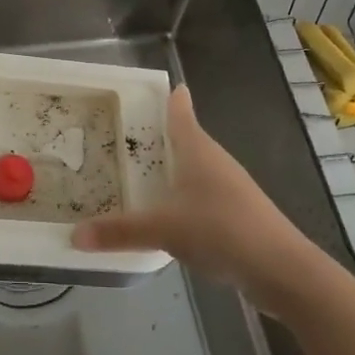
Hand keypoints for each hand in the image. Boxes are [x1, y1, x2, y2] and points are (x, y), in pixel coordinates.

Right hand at [73, 85, 323, 312]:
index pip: (181, 114)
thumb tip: (74, 235)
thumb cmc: (220, 230)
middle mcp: (215, 162)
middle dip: (163, 136)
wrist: (280, 268)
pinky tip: (171, 215)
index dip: (171, 99)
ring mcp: (231, 189)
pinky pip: (204, 196)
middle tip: (131, 134)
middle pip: (188, 140)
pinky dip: (185, 198)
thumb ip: (119, 232)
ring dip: (174, 169)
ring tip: (145, 174)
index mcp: (197, 150)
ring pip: (196, 169)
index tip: (164, 86)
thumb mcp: (163, 229)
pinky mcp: (238, 215)